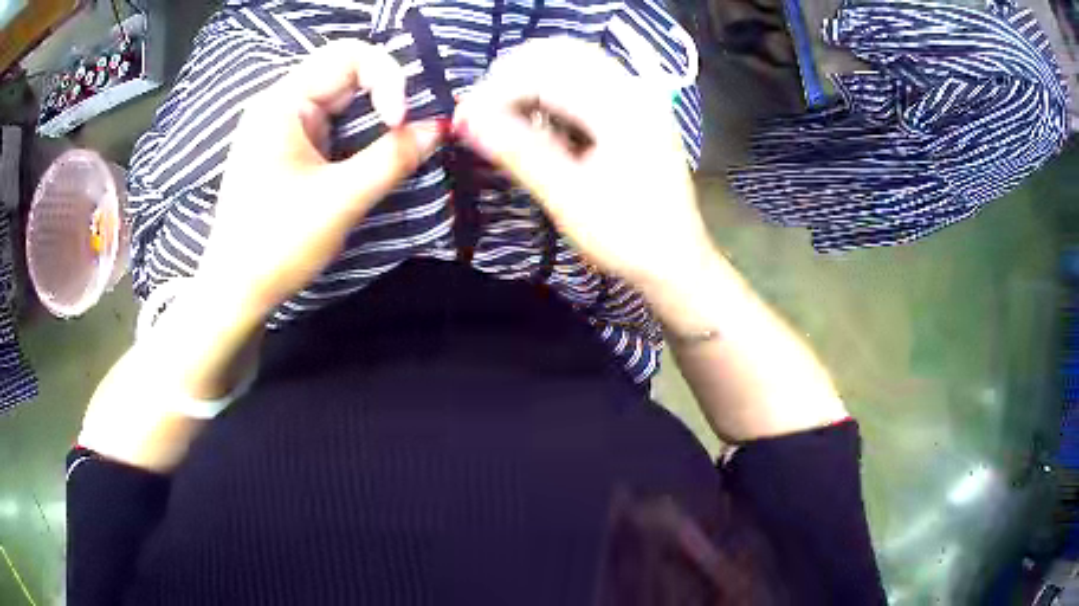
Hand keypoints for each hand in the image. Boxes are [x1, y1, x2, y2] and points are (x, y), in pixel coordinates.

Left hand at [197, 39, 441, 324]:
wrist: (236, 292)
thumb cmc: (277, 245)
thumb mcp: (341, 200)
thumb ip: (393, 158)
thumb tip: (438, 127)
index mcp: (283, 103)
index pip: (350, 55)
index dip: (388, 77)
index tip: (400, 122)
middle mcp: (280, 104)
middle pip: (346, 72)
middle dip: (386, 93)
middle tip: (412, 128)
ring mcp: (280, 126)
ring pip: (341, 97)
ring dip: (374, 113)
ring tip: (399, 140)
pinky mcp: (285, 148)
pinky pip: (330, 122)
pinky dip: (358, 131)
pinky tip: (371, 152)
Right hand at [452, 38, 713, 291]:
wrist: (676, 260)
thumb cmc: (627, 236)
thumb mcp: (568, 198)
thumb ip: (518, 151)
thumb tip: (467, 119)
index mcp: (622, 107)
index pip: (545, 73)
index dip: (497, 90)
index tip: (465, 118)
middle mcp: (633, 88)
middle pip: (561, 53)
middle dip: (512, 75)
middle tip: (483, 113)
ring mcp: (638, 95)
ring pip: (573, 61)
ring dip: (531, 79)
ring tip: (504, 115)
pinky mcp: (636, 108)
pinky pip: (586, 79)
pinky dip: (553, 89)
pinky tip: (538, 118)